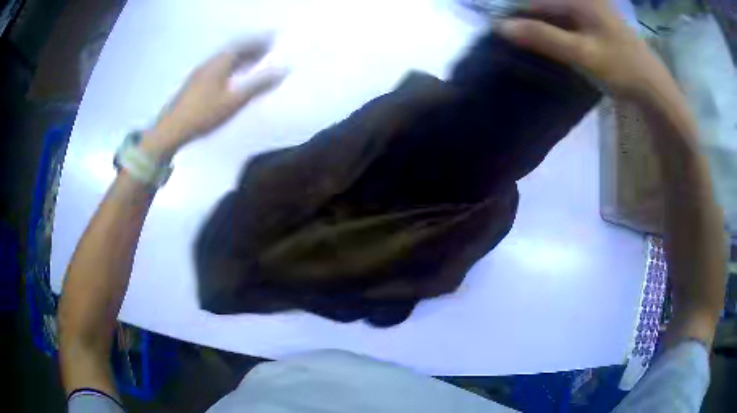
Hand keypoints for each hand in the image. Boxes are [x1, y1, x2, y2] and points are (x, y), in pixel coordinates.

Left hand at [141, 37, 286, 159]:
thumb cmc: (204, 113)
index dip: (259, 41)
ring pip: (224, 60)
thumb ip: (259, 84)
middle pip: (233, 51)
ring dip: (240, 58)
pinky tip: (232, 77)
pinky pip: (217, 68)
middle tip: (265, 50)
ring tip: (252, 62)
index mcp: (220, 62)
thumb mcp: (235, 100)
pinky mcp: (194, 84)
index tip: (272, 39)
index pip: (243, 45)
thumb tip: (283, 70)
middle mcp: (209, 63)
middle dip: (251, 49)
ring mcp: (200, 73)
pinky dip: (230, 67)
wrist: (171, 129)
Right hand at [498, 0, 669, 97]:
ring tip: (531, 43)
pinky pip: (569, 20)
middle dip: (529, 20)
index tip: (500, 33)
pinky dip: (558, 30)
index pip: (535, 2)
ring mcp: (592, 9)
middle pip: (546, 5)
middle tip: (516, 40)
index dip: (516, 15)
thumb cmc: (621, 68)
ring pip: (557, 13)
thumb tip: (501, 27)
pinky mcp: (598, 21)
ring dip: (543, 26)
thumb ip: (543, 37)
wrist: (654, 87)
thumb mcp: (581, 53)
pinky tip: (555, 44)